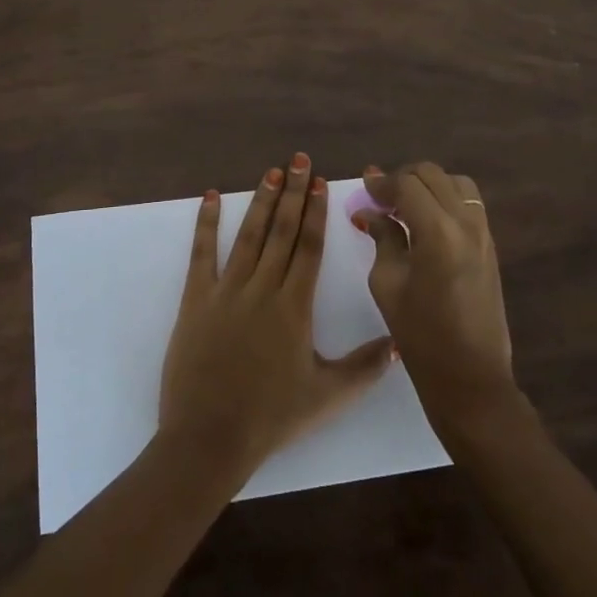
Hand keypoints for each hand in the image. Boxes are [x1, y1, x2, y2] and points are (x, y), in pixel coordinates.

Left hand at [159, 154, 396, 481]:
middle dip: (292, 193)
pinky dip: (206, 223)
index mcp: (294, 307)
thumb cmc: (271, 417)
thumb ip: (366, 367)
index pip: (308, 247)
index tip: (320, 182)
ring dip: (260, 201)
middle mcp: (262, 288)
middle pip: (281, 231)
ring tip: (271, 171)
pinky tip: (210, 198)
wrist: (209, 436)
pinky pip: (202, 254)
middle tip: (299, 159)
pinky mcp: (196, 299)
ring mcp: (226, 291)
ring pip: (248, 236)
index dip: (315, 212)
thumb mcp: (327, 396)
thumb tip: (400, 341)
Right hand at [355, 161, 515, 427]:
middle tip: (381, 199)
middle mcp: (466, 223)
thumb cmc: (420, 335)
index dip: (381, 183)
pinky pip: (468, 203)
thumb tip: (371, 212)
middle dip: (403, 179)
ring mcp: (484, 233)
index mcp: (438, 232)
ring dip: (428, 186)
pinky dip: (445, 199)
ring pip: (455, 183)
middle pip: (432, 175)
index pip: (407, 185)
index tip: (364, 190)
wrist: (470, 376)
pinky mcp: (491, 245)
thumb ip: (383, 238)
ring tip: (406, 207)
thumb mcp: (387, 283)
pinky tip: (426, 222)